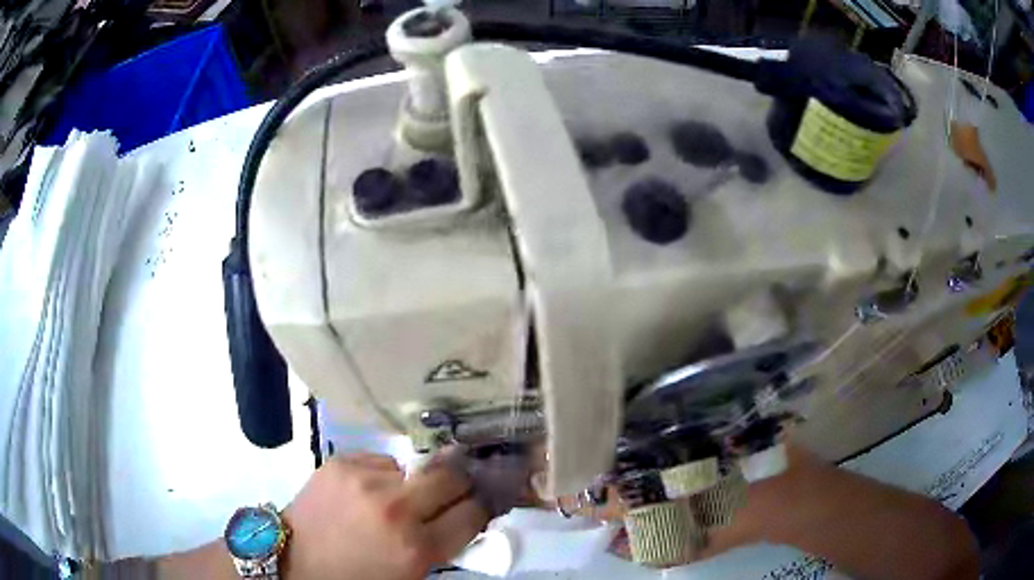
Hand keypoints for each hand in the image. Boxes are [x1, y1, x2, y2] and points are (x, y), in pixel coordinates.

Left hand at [281, 452, 489, 579]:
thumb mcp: (411, 573)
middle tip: (451, 491)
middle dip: (458, 482)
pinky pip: (381, 460)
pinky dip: (383, 475)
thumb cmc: (358, 577)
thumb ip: (442, 544)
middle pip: (452, 475)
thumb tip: (468, 512)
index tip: (475, 505)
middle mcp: (395, 508)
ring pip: (414, 467)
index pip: (473, 513)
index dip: (478, 508)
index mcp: (417, 547)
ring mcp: (365, 479)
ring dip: (413, 483)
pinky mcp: (341, 462)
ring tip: (393, 499)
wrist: (296, 561)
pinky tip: (366, 492)